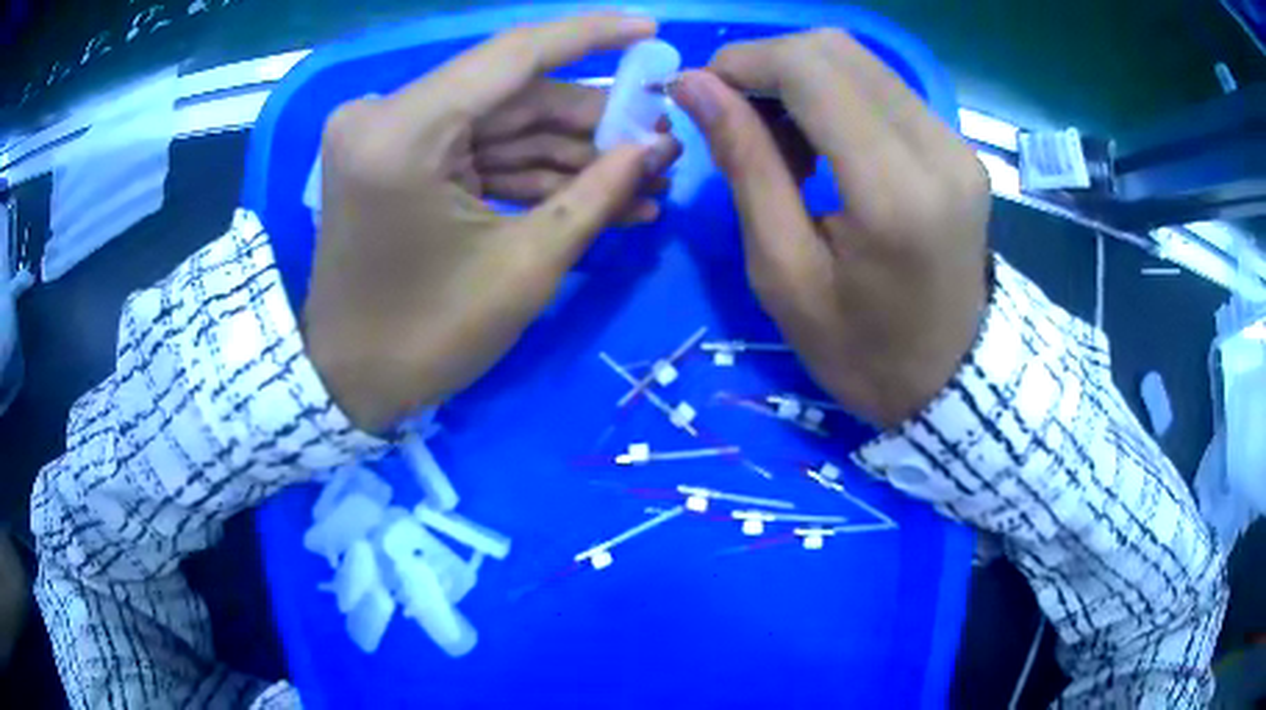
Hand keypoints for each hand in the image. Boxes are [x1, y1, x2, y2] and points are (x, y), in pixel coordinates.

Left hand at [305, 14, 679, 432]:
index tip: (651, 27)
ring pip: (500, 124)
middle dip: (592, 121)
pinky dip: (530, 169)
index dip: (591, 37)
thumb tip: (659, 146)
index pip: (514, 54)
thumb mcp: (525, 267)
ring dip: (570, 151)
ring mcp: (387, 136)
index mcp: (404, 132)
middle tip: (661, 142)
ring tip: (645, 179)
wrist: (350, 383)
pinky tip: (596, 192)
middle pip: (512, 94)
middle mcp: (387, 115)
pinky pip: (477, 151)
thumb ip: (598, 194)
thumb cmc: (428, 338)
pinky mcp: (396, 159)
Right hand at [672, 30, 990, 427]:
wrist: (949, 379)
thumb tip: (696, 85)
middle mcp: (937, 149)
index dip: (744, 62)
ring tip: (779, 140)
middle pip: (835, 49)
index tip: (701, 91)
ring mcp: (956, 143)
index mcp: (893, 192)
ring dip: (801, 80)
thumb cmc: (860, 350)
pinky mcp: (958, 146)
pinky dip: (835, 96)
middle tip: (737, 117)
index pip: (811, 69)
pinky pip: (883, 87)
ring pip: (859, 61)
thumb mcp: (784, 272)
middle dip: (768, 65)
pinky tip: (821, 142)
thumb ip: (746, 164)